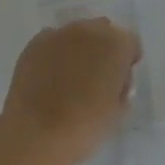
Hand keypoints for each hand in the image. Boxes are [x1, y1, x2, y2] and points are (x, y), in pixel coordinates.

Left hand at [0, 19, 140, 164]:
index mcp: (116, 44)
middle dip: (103, 49)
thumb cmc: (86, 126)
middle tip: (97, 76)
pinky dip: (55, 54)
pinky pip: (52, 42)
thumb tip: (113, 80)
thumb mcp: (118, 109)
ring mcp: (59, 34)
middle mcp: (89, 30)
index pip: (130, 42)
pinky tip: (50, 77)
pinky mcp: (34, 44)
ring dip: (78, 49)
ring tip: (70, 77)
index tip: (120, 79)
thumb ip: (121, 86)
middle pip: (103, 31)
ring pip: (76, 34)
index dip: (127, 60)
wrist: (37, 134)